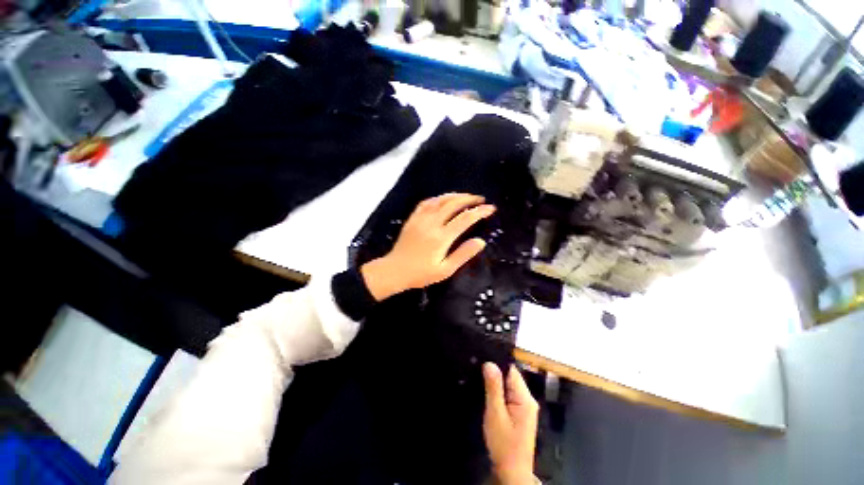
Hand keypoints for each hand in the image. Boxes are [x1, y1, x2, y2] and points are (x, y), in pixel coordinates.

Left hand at [360, 193, 495, 300]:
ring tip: (466, 197)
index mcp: (441, 237)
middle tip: (481, 200)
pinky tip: (444, 199)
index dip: (479, 212)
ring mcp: (420, 219)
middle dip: (469, 199)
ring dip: (455, 196)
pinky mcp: (413, 218)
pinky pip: (426, 202)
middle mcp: (432, 223)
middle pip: (453, 204)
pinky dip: (438, 198)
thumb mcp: (445, 270)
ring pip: (440, 200)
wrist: (394, 271)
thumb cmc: (421, 274)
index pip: (465, 219)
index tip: (491, 208)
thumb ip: (463, 255)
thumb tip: (480, 242)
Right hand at [483, 363, 538, 484]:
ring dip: (496, 383)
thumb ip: (493, 388)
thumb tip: (489, 363)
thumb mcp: (495, 414)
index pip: (511, 370)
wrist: (512, 472)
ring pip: (509, 385)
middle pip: (511, 376)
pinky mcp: (521, 413)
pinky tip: (489, 392)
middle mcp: (528, 399)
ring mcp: (525, 406)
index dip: (497, 363)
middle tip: (478, 369)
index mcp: (525, 398)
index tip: (482, 359)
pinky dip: (499, 392)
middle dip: (496, 373)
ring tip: (481, 378)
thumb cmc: (504, 444)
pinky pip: (509, 394)